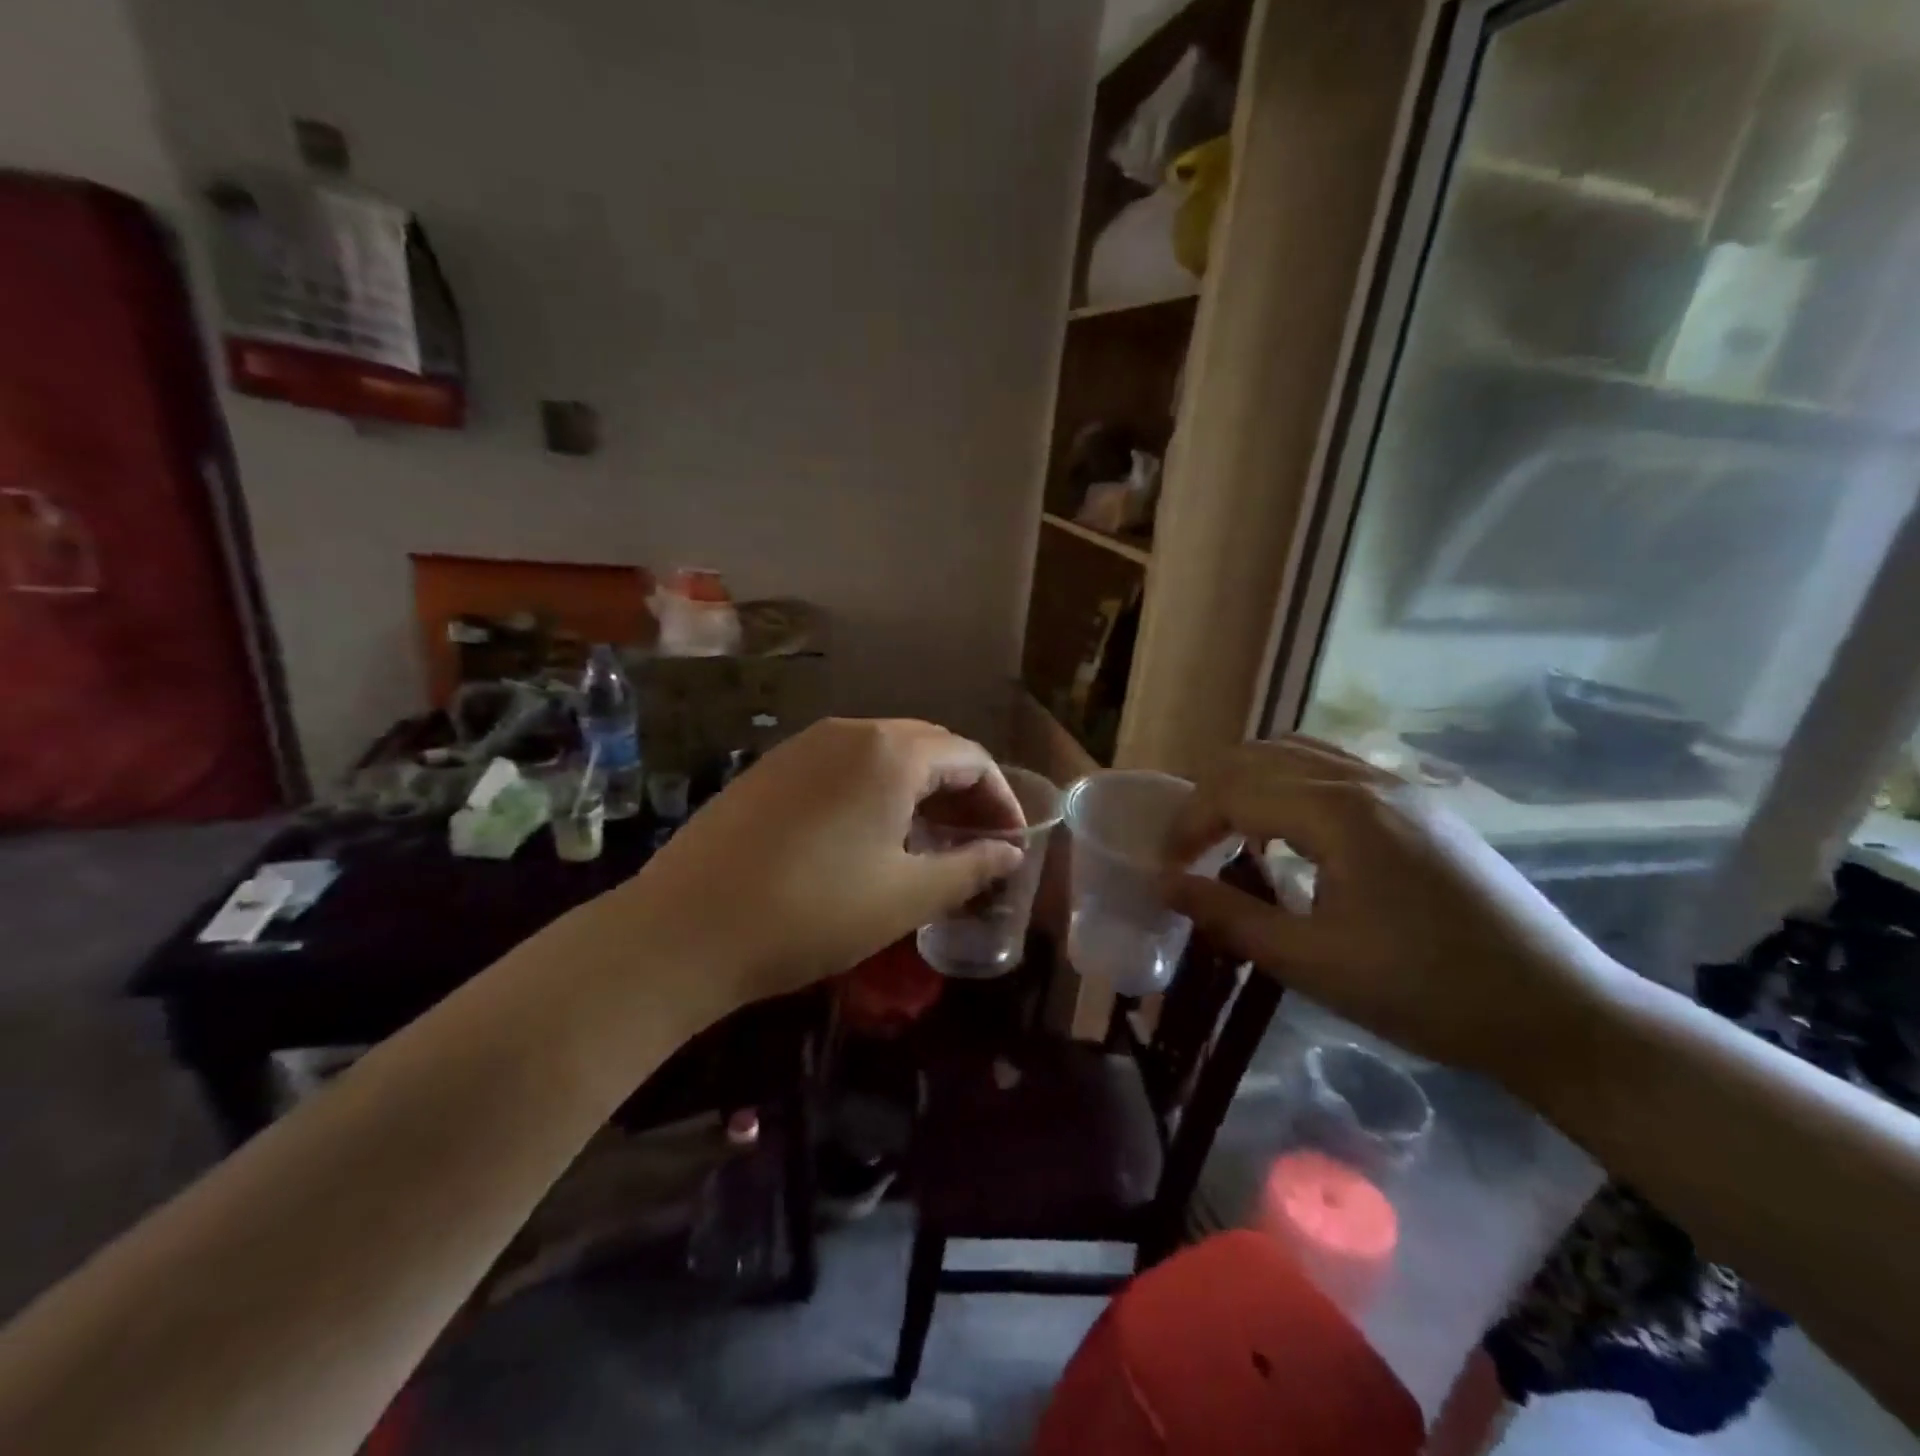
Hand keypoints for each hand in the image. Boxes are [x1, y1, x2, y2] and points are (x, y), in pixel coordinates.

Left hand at [588, 719, 1025, 1015]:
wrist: (684, 930)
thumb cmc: (812, 912)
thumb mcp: (905, 896)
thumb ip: (969, 868)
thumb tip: (1010, 855)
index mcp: (890, 753)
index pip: (969, 758)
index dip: (1000, 799)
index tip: (1011, 843)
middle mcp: (848, 733)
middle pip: (928, 749)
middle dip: (962, 793)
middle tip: (977, 844)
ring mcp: (802, 747)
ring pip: (883, 756)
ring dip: (919, 792)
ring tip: (930, 844)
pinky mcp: (770, 770)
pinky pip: (843, 768)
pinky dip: (876, 793)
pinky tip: (871, 839)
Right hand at [1164, 736, 1627, 1082]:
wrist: (1557, 1011)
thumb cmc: (1426, 992)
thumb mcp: (1312, 963)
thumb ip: (1229, 917)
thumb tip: (1164, 885)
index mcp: (1339, 813)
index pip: (1233, 791)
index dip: (1187, 826)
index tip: (1167, 869)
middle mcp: (1365, 780)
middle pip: (1258, 756)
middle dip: (1209, 796)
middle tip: (1189, 849)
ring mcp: (1399, 786)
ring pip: (1296, 753)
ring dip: (1248, 784)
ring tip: (1230, 836)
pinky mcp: (1419, 804)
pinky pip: (1332, 769)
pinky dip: (1288, 787)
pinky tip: (1291, 837)